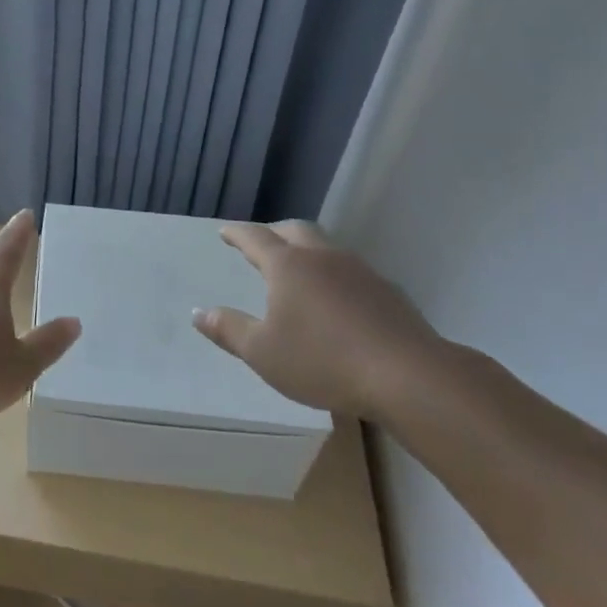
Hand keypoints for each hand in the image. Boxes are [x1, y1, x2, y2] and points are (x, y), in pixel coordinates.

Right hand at [192, 220, 445, 419]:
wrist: (409, 376)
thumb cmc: (323, 361)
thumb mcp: (263, 353)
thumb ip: (229, 330)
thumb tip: (198, 313)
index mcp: (287, 266)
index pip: (254, 237)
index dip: (237, 233)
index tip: (225, 232)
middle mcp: (322, 258)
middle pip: (295, 230)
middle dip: (274, 232)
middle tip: (261, 244)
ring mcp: (359, 272)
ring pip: (327, 247)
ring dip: (308, 251)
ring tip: (300, 270)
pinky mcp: (388, 292)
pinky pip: (352, 272)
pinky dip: (335, 275)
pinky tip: (338, 301)